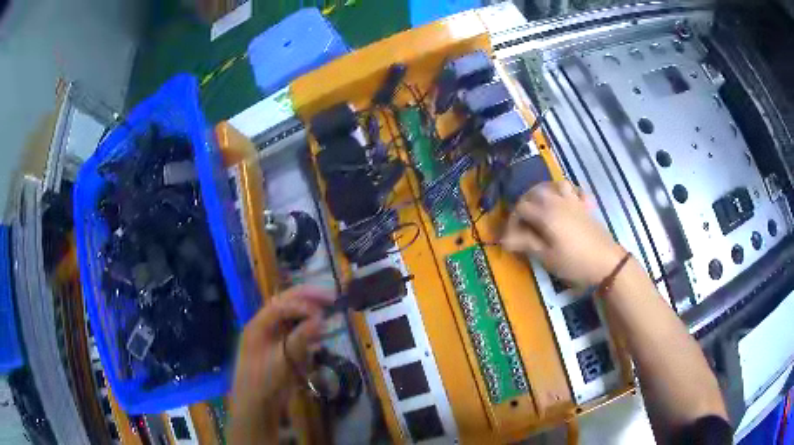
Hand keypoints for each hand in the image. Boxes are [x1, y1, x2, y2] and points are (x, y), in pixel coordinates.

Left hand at [228, 286, 332, 444]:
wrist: (256, 405)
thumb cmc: (265, 381)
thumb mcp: (283, 359)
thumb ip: (301, 338)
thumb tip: (321, 318)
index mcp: (259, 324)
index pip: (282, 304)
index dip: (304, 304)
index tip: (325, 311)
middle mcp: (264, 325)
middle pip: (286, 304)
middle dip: (308, 299)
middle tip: (331, 298)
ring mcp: (271, 336)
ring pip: (291, 316)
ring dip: (309, 313)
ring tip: (328, 313)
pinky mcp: (279, 348)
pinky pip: (294, 332)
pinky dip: (308, 330)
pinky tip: (320, 334)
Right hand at [501, 181, 624, 288]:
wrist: (606, 262)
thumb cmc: (574, 262)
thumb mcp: (546, 256)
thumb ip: (525, 243)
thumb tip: (504, 239)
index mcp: (545, 213)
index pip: (521, 208)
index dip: (512, 221)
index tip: (511, 238)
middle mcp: (557, 200)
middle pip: (534, 192)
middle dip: (524, 204)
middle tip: (522, 223)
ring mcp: (573, 201)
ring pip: (554, 185)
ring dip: (543, 193)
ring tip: (540, 207)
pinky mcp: (584, 206)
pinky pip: (574, 190)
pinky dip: (566, 192)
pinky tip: (565, 202)